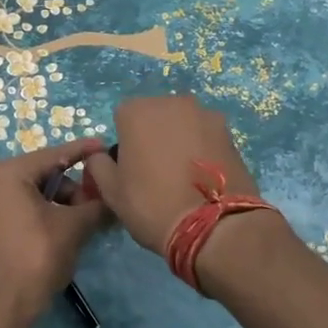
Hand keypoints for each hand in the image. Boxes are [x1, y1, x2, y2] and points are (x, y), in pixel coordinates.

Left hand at [0, 136, 108, 326]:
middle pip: (43, 174)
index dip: (83, 152)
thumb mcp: (72, 228)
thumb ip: (96, 206)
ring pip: (32, 193)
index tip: (105, 146)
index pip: (54, 155)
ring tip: (84, 223)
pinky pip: (20, 208)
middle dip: (73, 188)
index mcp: (7, 173)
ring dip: (60, 204)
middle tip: (98, 203)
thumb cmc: (35, 258)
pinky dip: (43, 214)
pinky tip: (64, 230)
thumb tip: (114, 199)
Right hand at [81, 96, 265, 253]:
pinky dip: (202, 149)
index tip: (130, 169)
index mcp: (137, 111)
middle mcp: (171, 102)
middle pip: (155, 116)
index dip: (124, 144)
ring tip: (183, 176)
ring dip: (179, 140)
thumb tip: (100, 156)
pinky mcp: (229, 132)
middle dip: (153, 136)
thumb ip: (98, 165)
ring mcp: (205, 114)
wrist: (214, 225)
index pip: (122, 119)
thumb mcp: (111, 192)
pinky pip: (205, 136)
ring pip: (183, 124)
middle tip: (156, 172)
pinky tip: (203, 177)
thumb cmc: (152, 205)